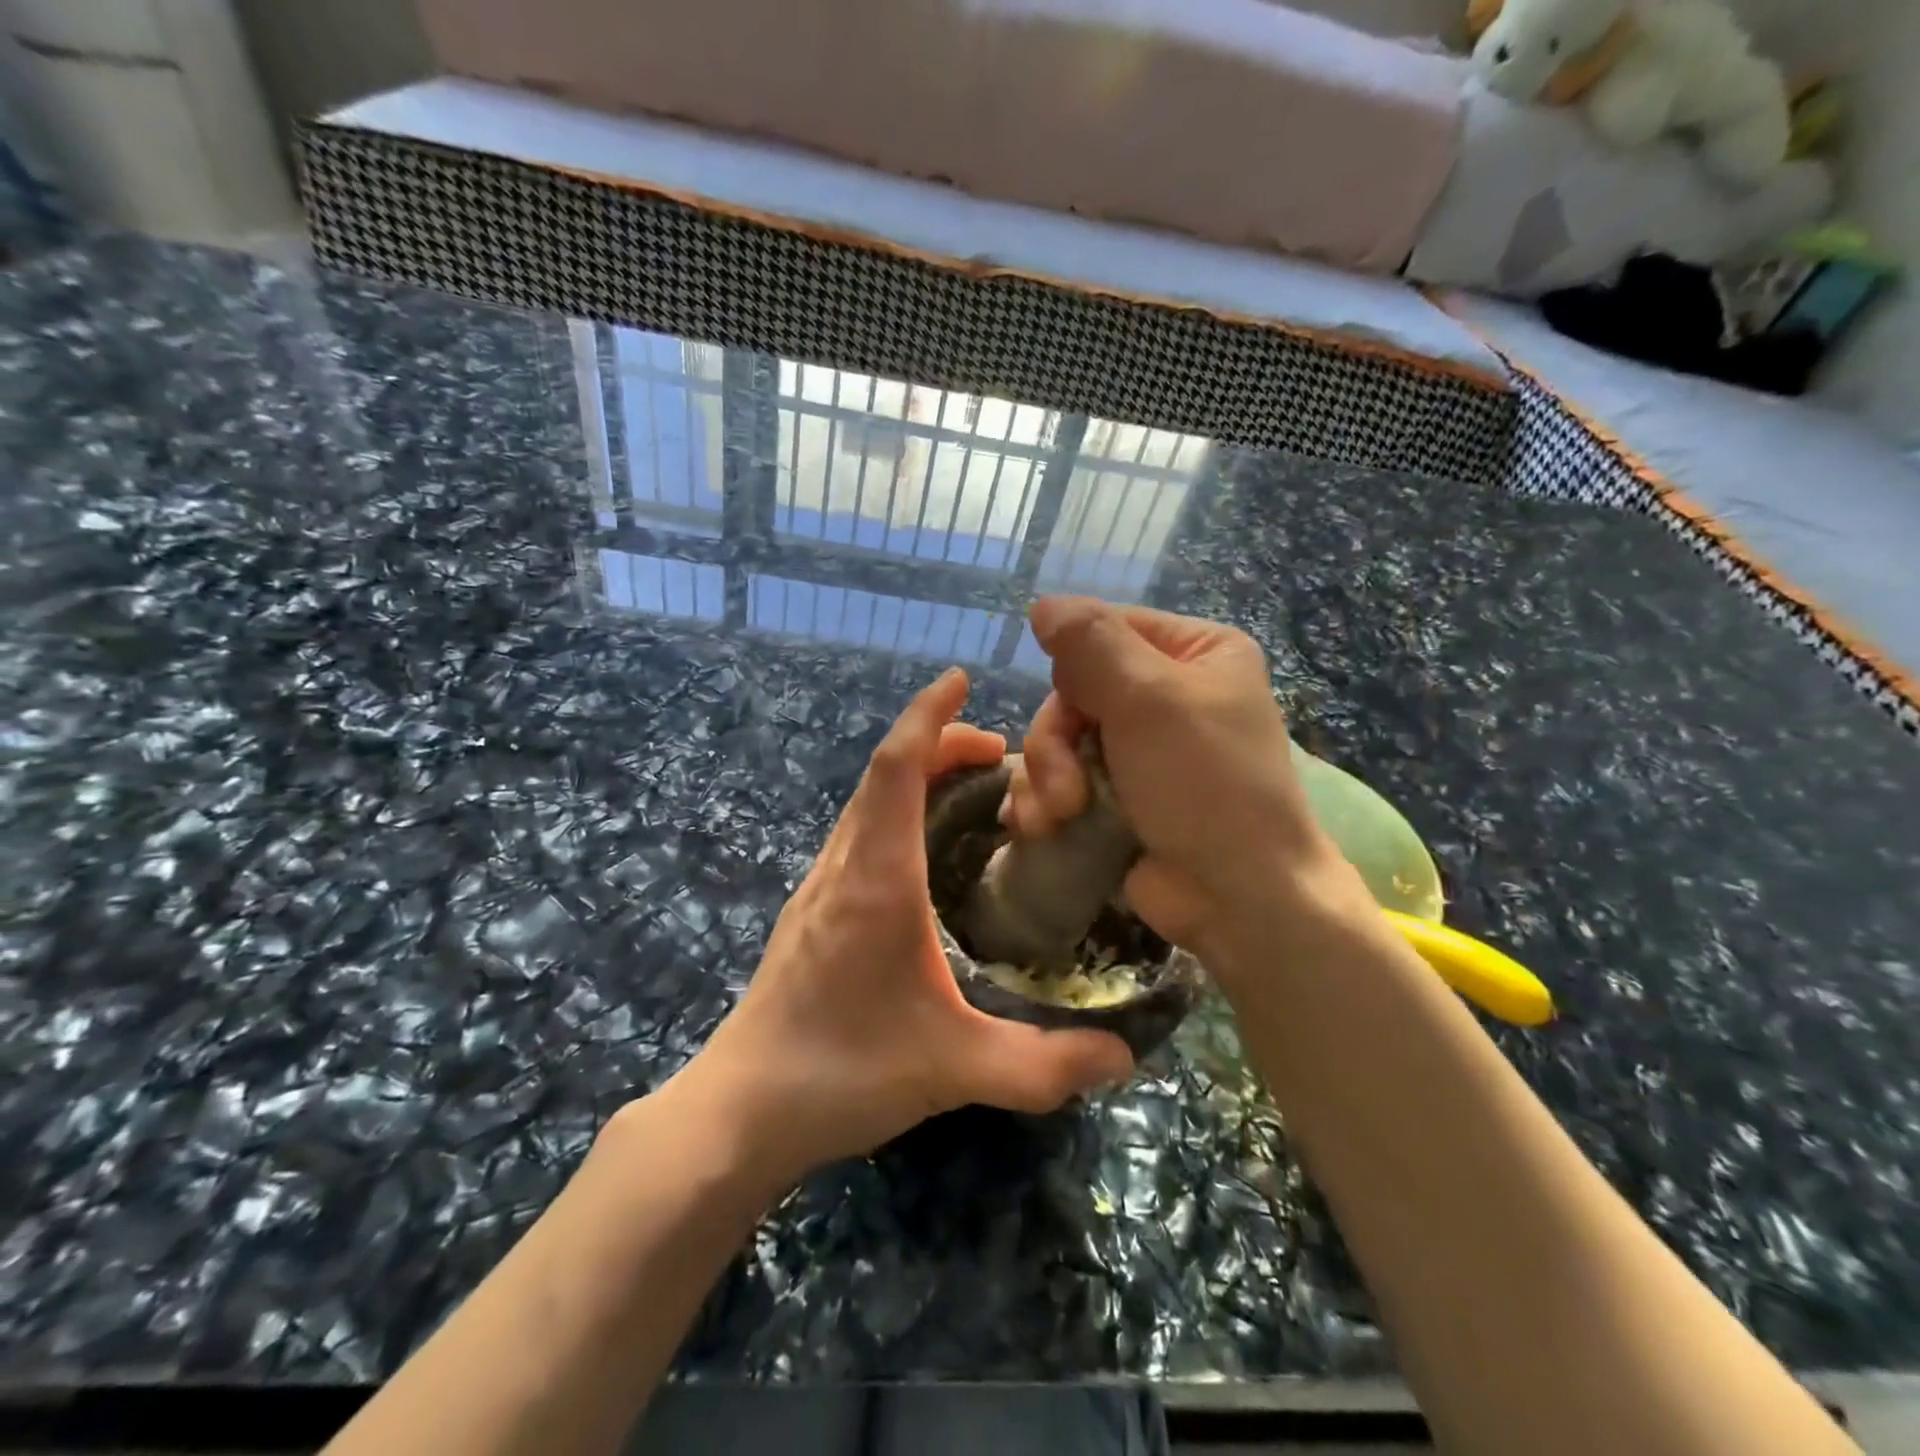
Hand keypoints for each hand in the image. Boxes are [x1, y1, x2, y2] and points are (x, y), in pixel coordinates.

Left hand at [681, 667, 1135, 1186]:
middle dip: (938, 743)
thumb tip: (1125, 1060)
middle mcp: (843, 866)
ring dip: (915, 777)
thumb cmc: (842, 1072)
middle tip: (1000, 755)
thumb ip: (1043, 1067)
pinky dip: (896, 811)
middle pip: (884, 773)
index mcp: (877, 879)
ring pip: (868, 803)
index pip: (896, 767)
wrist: (740, 1111)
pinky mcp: (812, 912)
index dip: (928, 715)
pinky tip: (927, 852)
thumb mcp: (954, 1068)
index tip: (960, 680)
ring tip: (972, 792)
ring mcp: (820, 888)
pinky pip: (859, 834)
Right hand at [1004, 597, 1342, 954]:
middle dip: (1055, 744)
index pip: (1105, 631)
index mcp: (1195, 653)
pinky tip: (1038, 827)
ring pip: (1059, 740)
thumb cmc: (1205, 784)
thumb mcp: (1149, 700)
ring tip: (1056, 818)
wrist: (1238, 897)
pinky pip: (1061, 779)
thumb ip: (1091, 644)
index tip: (1074, 709)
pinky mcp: (1117, 796)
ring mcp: (1140, 749)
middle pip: (1074, 692)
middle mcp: (1168, 695)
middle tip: (1064, 790)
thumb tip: (1043, 604)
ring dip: (1046, 779)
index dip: (1074, 670)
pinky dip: (1045, 801)